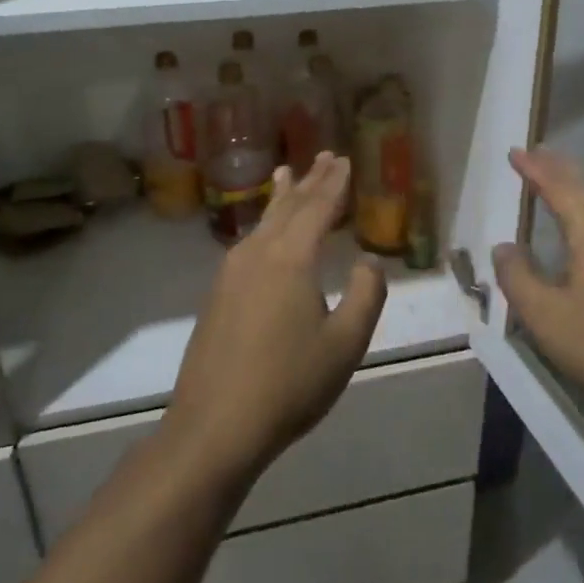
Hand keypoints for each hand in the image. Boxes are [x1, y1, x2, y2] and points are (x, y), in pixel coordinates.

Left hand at [167, 152, 387, 479]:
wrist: (214, 427)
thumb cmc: (288, 384)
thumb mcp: (344, 344)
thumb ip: (364, 295)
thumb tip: (368, 262)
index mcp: (291, 259)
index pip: (318, 208)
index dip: (335, 183)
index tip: (346, 160)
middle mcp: (258, 254)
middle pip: (289, 207)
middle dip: (310, 180)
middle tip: (325, 156)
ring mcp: (231, 273)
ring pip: (264, 222)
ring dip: (282, 197)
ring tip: (288, 174)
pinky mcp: (218, 295)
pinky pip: (249, 242)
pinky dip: (265, 223)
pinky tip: (264, 231)